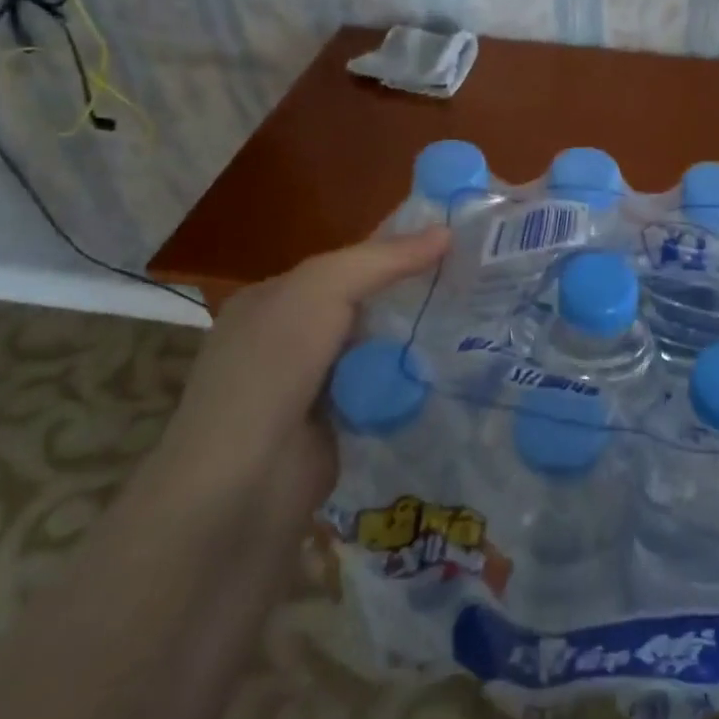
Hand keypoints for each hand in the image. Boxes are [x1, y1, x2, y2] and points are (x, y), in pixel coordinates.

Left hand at [156, 228, 451, 516]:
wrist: (242, 486)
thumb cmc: (272, 368)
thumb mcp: (321, 290)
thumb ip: (382, 260)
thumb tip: (446, 232)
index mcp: (273, 298)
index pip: (346, 262)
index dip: (396, 247)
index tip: (453, 238)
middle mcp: (287, 338)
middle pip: (364, 303)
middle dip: (412, 293)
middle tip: (475, 280)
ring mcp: (310, 386)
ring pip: (376, 348)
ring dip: (414, 339)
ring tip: (476, 320)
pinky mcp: (334, 426)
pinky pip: (381, 390)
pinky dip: (407, 382)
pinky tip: (451, 370)